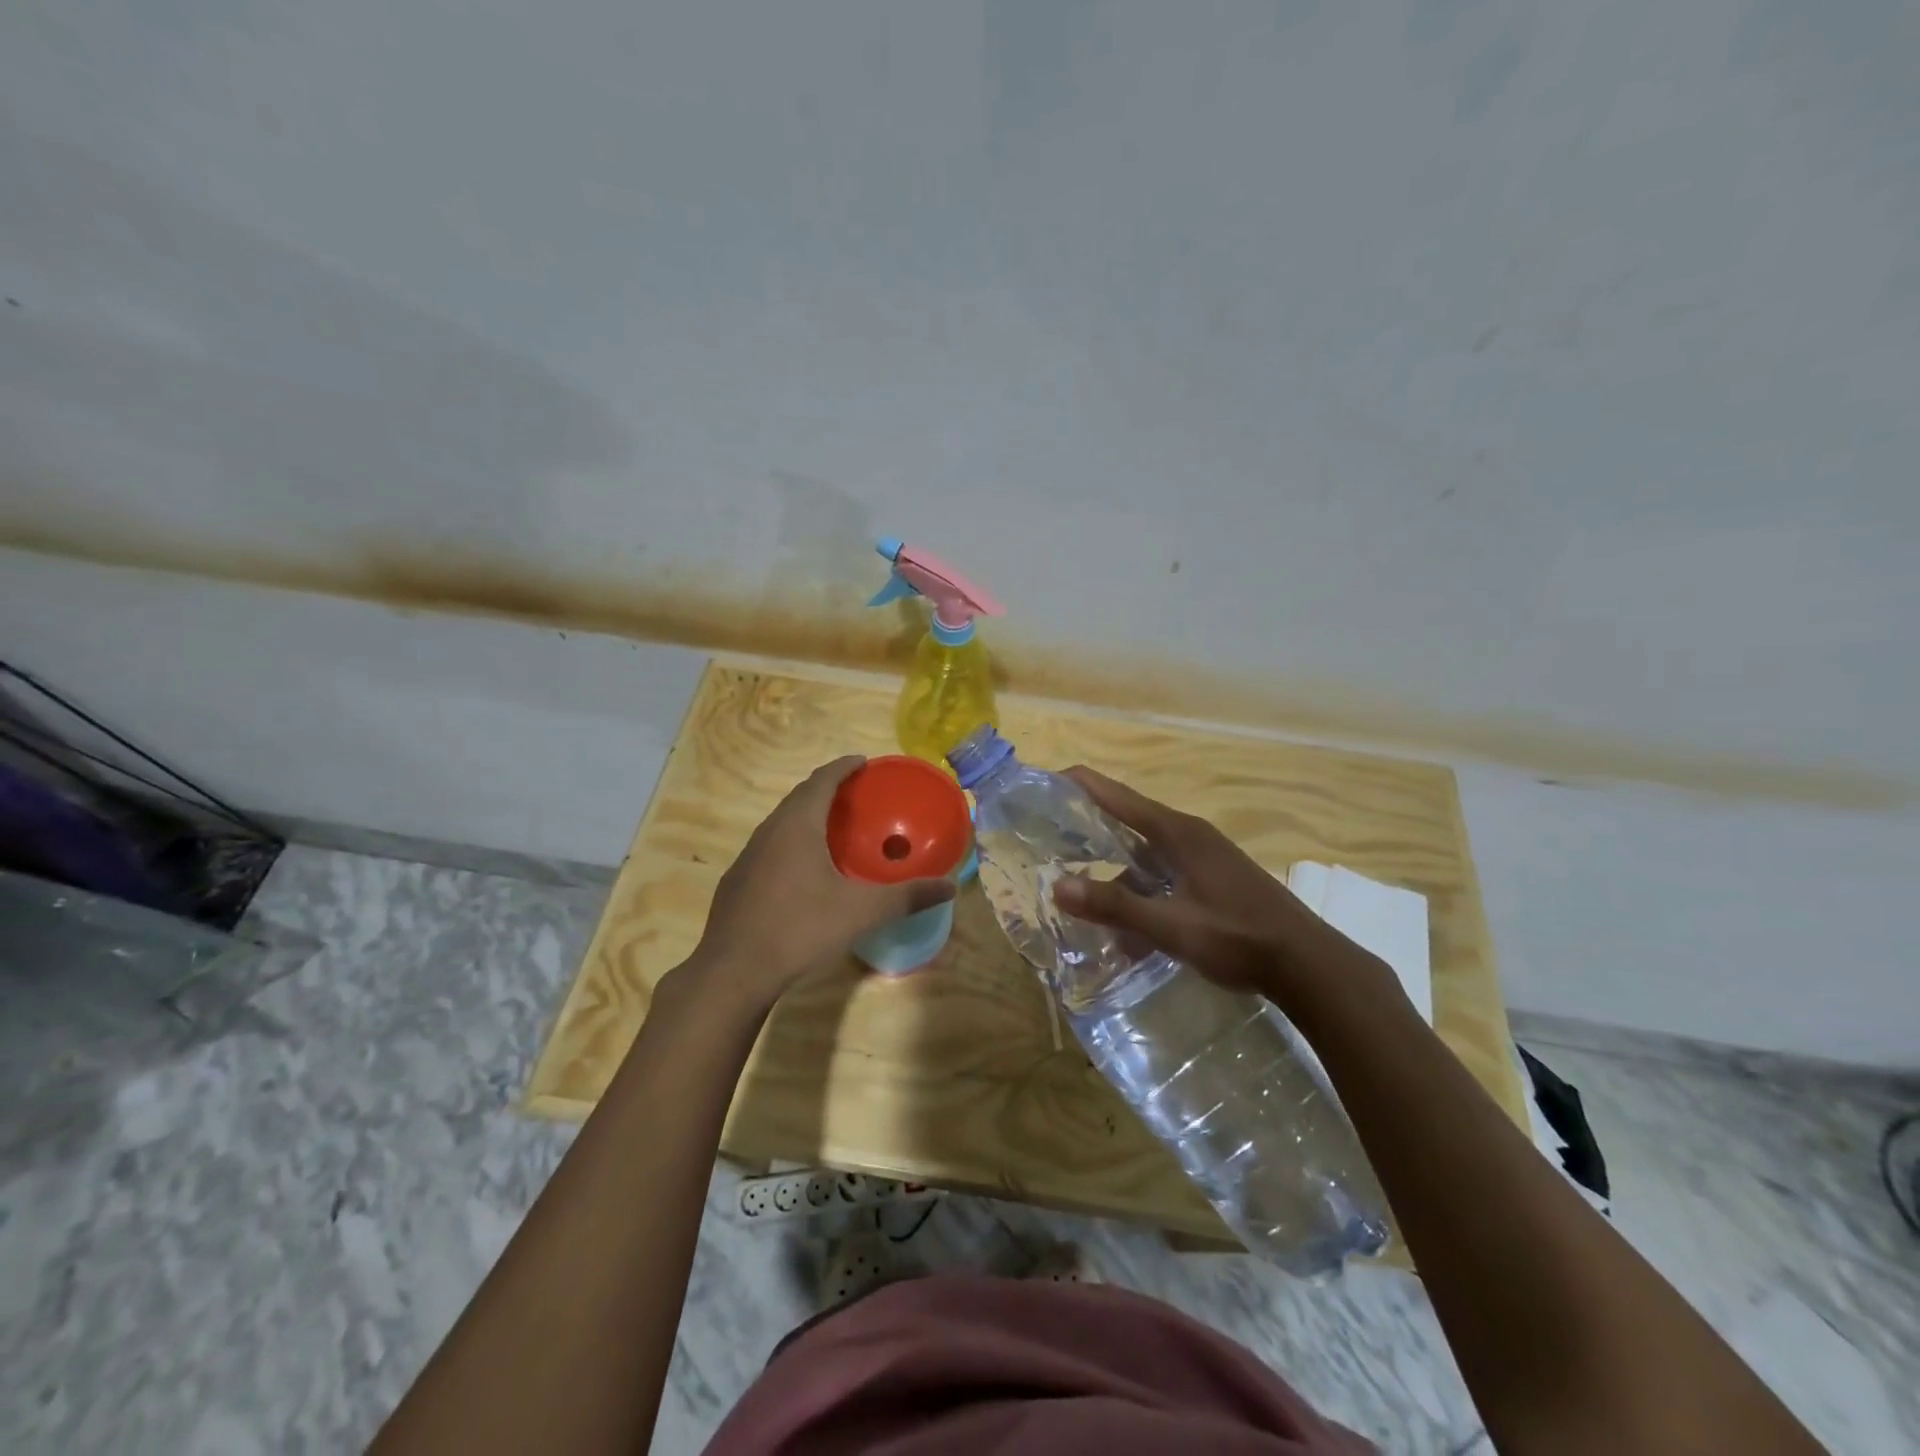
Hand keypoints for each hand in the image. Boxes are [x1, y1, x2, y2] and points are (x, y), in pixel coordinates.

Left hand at [674, 756, 956, 1015]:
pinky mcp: (737, 882)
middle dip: (826, 789)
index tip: (862, 762)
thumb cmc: (800, 930)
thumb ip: (906, 897)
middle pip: (799, 797)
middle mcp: (768, 832)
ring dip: (806, 816)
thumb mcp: (861, 912)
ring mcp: (747, 857)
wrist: (732, 973)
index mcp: (797, 826)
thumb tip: (950, 886)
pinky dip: (791, 842)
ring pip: (781, 823)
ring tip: (831, 828)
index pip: (821, 780)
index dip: (843, 767)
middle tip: (854, 794)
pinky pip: (769, 847)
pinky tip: (802, 871)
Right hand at [1050, 767, 1398, 1011]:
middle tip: (1052, 836)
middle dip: (1092, 828)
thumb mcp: (1171, 925)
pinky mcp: (1216, 880)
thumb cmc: (1238, 938)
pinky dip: (1143, 891)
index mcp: (1178, 833)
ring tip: (1086, 896)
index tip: (1049, 777)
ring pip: (1149, 855)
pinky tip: (1131, 927)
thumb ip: (1115, 906)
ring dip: (1119, 873)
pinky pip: (1166, 874)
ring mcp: (1207, 857)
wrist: (1309, 965)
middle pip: (1131, 821)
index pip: (1119, 797)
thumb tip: (1057, 886)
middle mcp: (1191, 836)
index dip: (1083, 784)